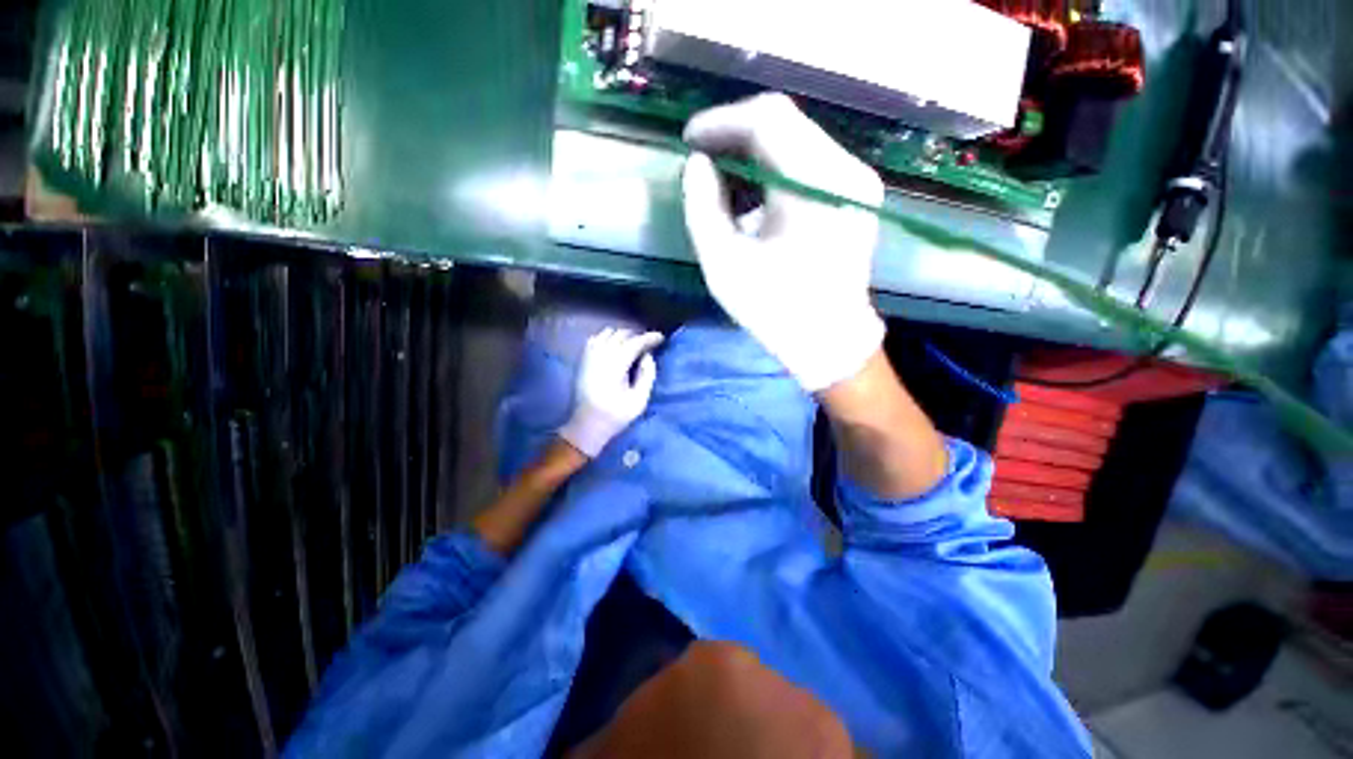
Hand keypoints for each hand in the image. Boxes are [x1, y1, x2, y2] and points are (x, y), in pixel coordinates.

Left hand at [558, 328, 664, 457]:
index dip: (649, 338)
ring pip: (608, 333)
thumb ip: (647, 375)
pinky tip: (615, 346)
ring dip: (623, 335)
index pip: (634, 343)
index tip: (661, 338)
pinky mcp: (583, 359)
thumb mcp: (639, 400)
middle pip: (622, 335)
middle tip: (649, 344)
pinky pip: (596, 338)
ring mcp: (589, 356)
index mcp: (615, 366)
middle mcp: (601, 356)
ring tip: (633, 344)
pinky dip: (608, 337)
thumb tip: (648, 356)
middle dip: (637, 336)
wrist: (587, 424)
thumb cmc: (616, 415)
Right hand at [682, 93, 885, 391]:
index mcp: (817, 187)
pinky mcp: (855, 195)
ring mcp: (857, 181)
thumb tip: (697, 164)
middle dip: (735, 135)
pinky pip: (809, 163)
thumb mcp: (725, 265)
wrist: (830, 343)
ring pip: (798, 140)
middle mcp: (847, 170)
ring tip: (721, 178)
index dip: (722, 122)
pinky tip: (752, 194)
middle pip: (786, 123)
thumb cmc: (775, 312)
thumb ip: (703, 208)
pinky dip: (775, 169)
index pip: (768, 119)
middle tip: (701, 159)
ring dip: (754, 152)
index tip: (689, 140)